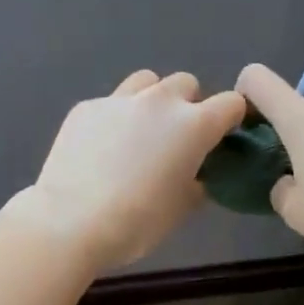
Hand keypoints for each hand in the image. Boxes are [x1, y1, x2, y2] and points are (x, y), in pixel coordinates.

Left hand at [18, 70, 245, 270]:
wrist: (72, 221)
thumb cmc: (137, 222)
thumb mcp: (181, 208)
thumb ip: (197, 182)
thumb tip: (196, 175)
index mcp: (194, 125)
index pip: (231, 103)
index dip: (231, 119)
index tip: (222, 137)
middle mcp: (160, 102)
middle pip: (186, 84)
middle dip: (188, 105)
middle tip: (176, 138)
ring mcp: (119, 100)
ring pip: (147, 82)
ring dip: (152, 100)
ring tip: (140, 131)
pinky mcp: (86, 107)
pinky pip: (111, 103)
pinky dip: (115, 118)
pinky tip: (101, 147)